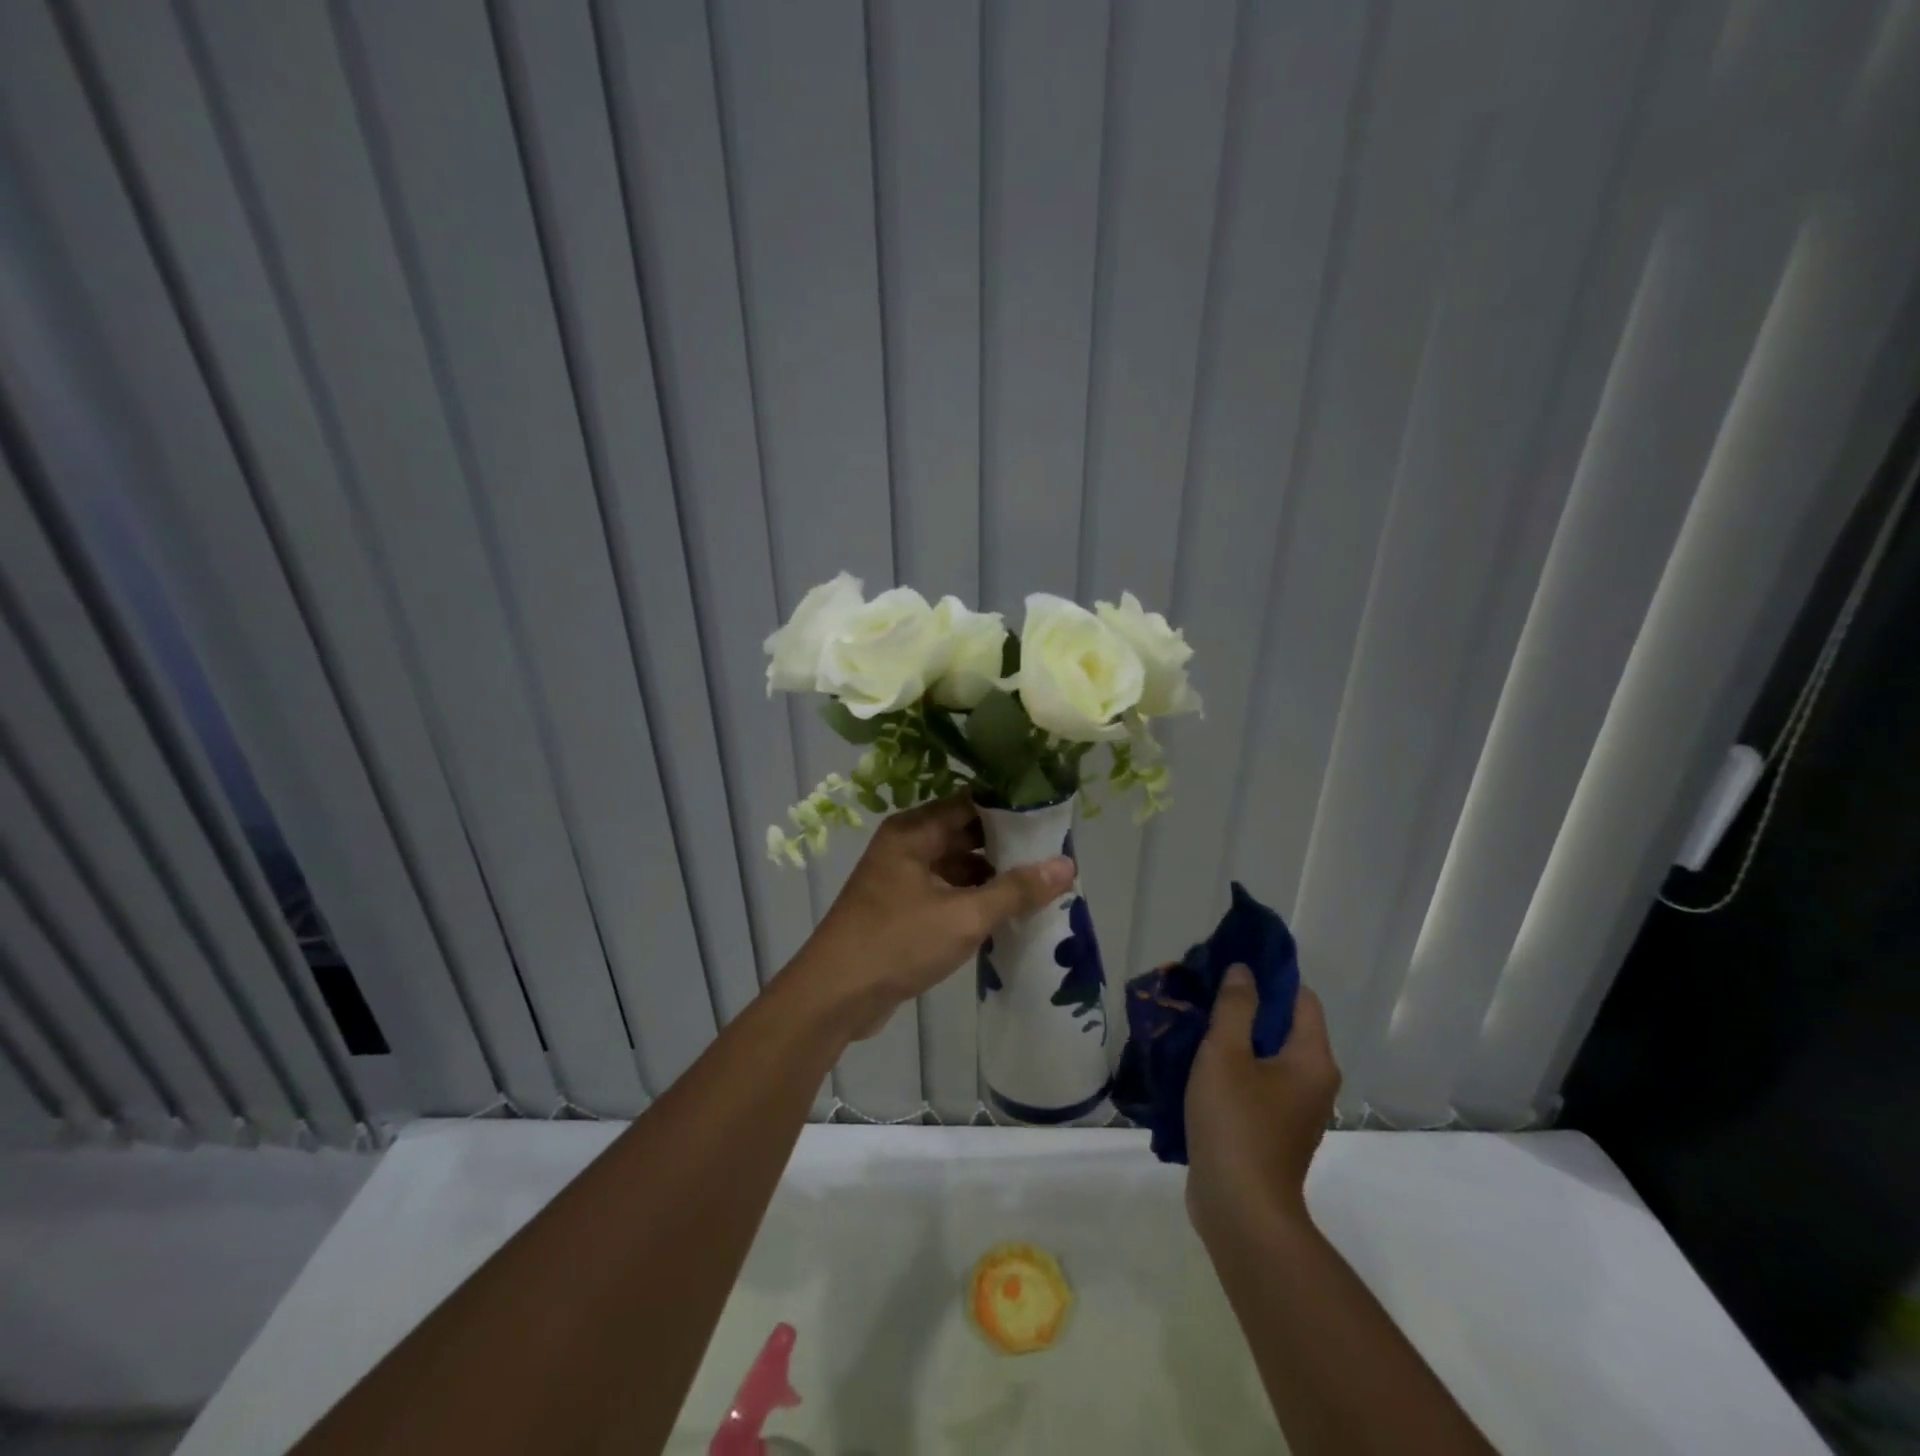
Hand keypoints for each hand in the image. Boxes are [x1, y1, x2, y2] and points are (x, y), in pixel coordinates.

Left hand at [785, 795, 1073, 1039]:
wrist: (834, 996)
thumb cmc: (898, 942)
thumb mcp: (964, 916)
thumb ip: (1016, 890)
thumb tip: (1067, 866)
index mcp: (914, 831)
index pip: (971, 804)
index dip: (1012, 810)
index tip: (1052, 820)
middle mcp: (906, 846)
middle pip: (965, 834)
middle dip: (1007, 847)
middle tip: (1055, 856)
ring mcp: (902, 878)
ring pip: (957, 866)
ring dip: (992, 876)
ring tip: (1041, 885)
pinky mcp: (902, 909)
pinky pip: (946, 892)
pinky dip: (973, 899)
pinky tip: (1008, 913)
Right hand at [1185, 967, 1339, 1240]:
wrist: (1240, 1210)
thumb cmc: (1236, 1123)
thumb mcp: (1226, 1054)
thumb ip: (1235, 1007)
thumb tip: (1244, 971)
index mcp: (1312, 1059)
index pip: (1301, 998)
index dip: (1269, 977)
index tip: (1230, 965)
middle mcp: (1314, 1082)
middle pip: (1283, 1026)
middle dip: (1245, 1006)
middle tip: (1204, 992)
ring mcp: (1295, 1110)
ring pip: (1267, 1056)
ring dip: (1235, 1038)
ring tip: (1194, 1023)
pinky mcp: (1273, 1131)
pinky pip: (1257, 1083)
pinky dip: (1233, 1068)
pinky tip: (1198, 1065)